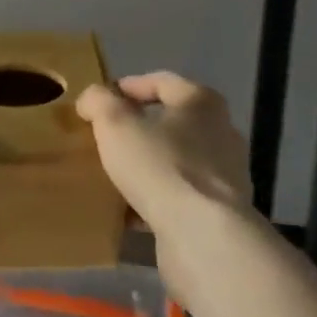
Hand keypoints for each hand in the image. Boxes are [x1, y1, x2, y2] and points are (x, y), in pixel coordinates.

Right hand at [76, 72, 251, 225]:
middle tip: (105, 138)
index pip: (161, 81)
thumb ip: (99, 102)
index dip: (128, 86)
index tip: (100, 102)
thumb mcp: (115, 124)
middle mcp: (220, 132)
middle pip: (171, 122)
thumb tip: (92, 98)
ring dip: (147, 167)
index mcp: (201, 102)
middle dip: (138, 129)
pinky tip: (129, 213)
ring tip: (114, 176)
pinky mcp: (219, 211)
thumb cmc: (160, 166)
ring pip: (175, 161)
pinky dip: (156, 200)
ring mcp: (224, 174)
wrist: (203, 235)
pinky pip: (180, 197)